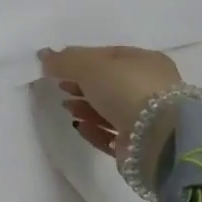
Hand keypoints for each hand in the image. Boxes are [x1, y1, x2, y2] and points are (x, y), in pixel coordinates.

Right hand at [38, 45, 182, 163]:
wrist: (158, 138)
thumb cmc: (126, 89)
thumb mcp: (91, 66)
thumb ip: (65, 61)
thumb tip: (44, 55)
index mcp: (146, 62)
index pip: (110, 56)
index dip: (83, 60)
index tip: (59, 67)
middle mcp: (150, 88)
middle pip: (110, 84)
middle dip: (83, 85)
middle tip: (60, 87)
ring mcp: (147, 119)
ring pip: (111, 110)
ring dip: (86, 107)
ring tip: (66, 107)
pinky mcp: (140, 146)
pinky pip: (112, 135)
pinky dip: (95, 130)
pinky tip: (79, 127)